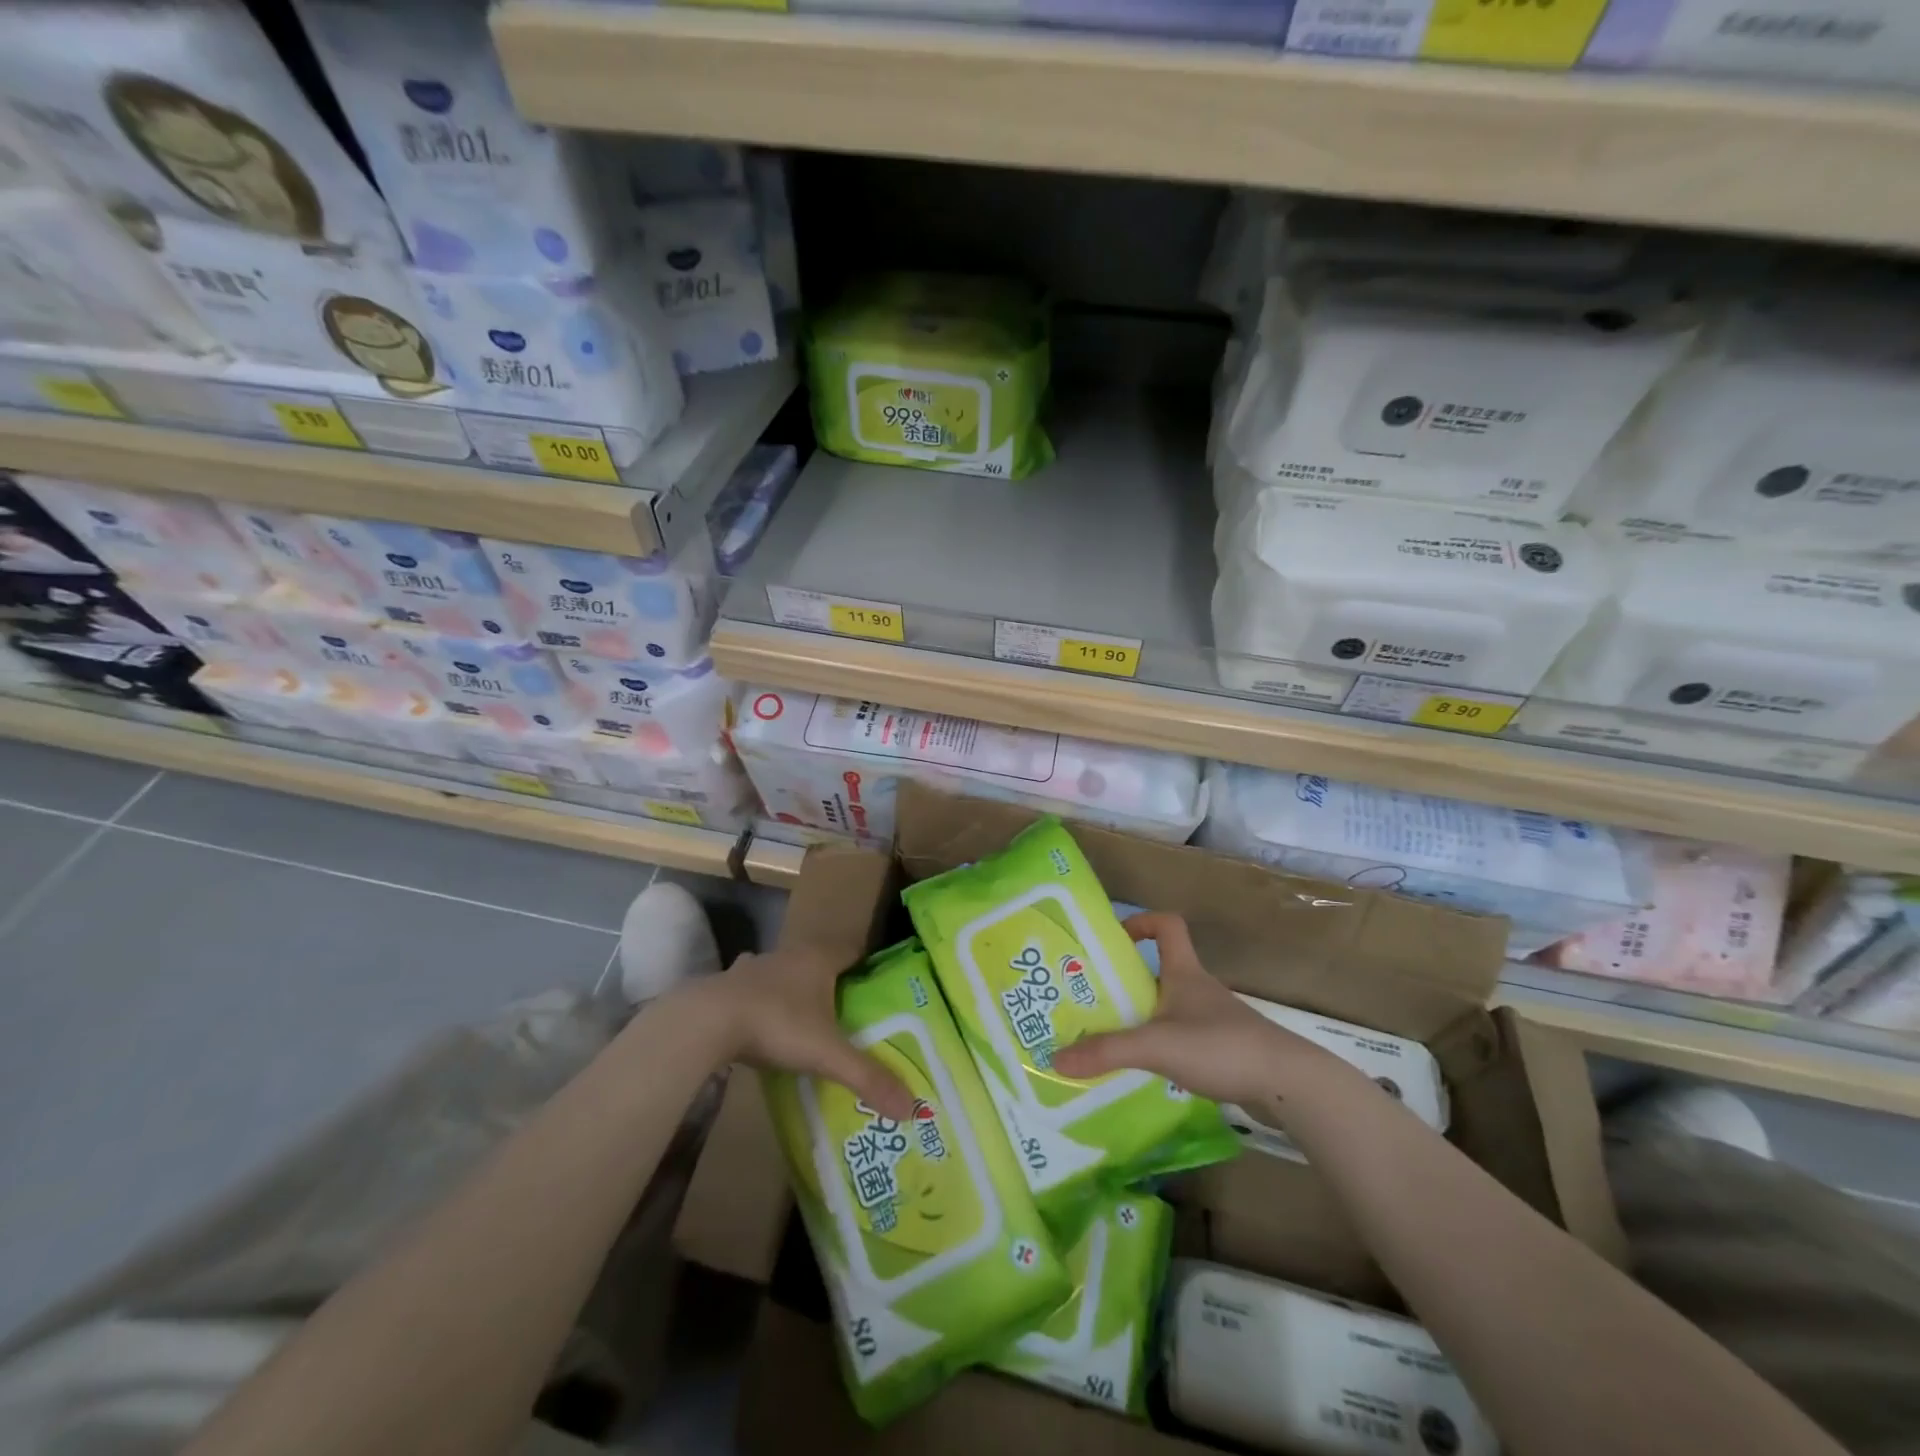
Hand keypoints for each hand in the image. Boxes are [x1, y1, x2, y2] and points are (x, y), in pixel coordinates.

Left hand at [676, 946, 914, 1119]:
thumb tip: (911, 1106)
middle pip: (819, 958)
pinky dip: (762, 999)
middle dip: (832, 979)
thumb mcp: (827, 1054)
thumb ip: (867, 1076)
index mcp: (819, 958)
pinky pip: (753, 986)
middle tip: (847, 1008)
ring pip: (784, 970)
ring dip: (795, 986)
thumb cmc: (777, 1024)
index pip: (853, 949)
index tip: (878, 985)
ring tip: (806, 1016)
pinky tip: (761, 1021)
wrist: (706, 1021)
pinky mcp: (727, 983)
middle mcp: (790, 954)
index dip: (867, 964)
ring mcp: (755, 966)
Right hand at [1051, 912, 1333, 1108]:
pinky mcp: (1223, 1049)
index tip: (1114, 937)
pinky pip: (1183, 1037)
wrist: (1287, 1083)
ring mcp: (1213, 1020)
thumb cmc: (1221, 1046)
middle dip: (1127, 981)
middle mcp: (1198, 989)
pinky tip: (1146, 1070)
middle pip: (1160, 971)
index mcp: (1184, 973)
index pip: (1167, 926)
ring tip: (1110, 1037)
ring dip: (1142, 1016)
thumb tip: (1053, 1058)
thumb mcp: (1156, 1046)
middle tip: (1091, 998)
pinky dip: (1162, 1046)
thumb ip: (1106, 1052)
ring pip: (1170, 1007)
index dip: (1142, 922)